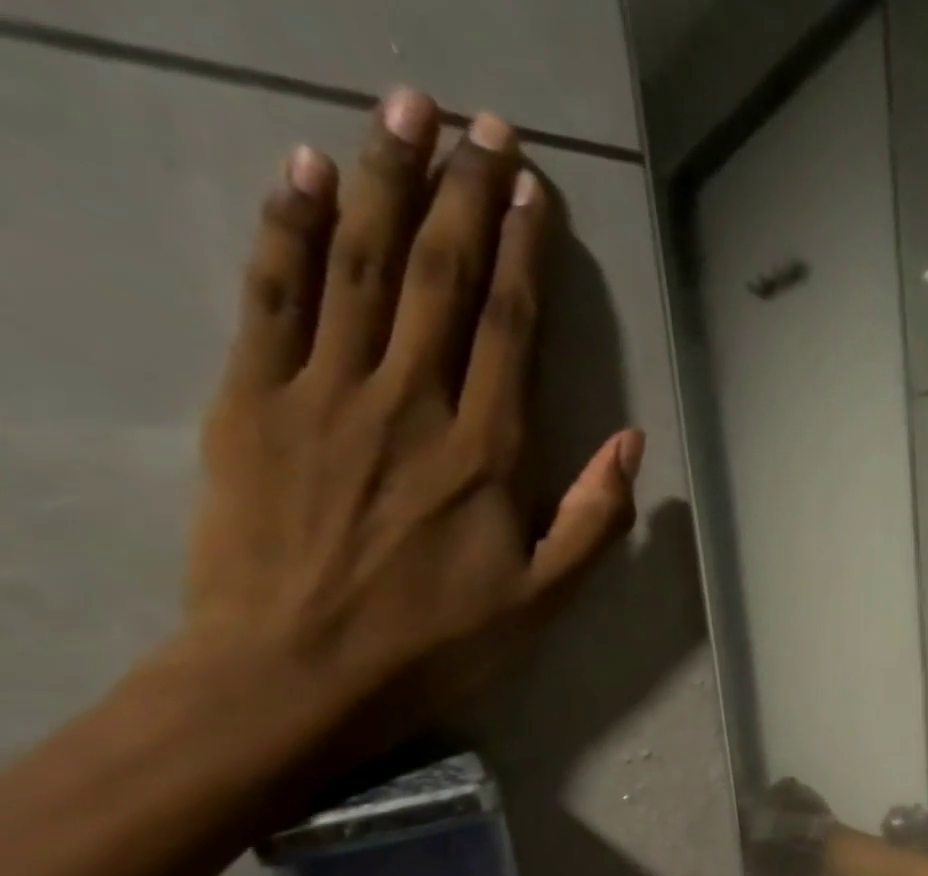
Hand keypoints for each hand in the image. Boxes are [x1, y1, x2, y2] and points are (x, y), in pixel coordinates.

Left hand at [184, 88, 639, 752]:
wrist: (295, 671)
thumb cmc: (438, 640)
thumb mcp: (545, 598)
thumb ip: (595, 518)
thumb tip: (631, 440)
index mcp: (484, 452)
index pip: (507, 326)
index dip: (522, 249)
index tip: (532, 186)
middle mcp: (407, 403)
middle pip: (436, 275)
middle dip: (460, 189)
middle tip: (479, 118)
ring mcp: (321, 392)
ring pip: (357, 264)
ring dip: (379, 177)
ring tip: (402, 109)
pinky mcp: (252, 399)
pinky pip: (272, 296)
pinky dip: (287, 226)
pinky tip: (304, 170)